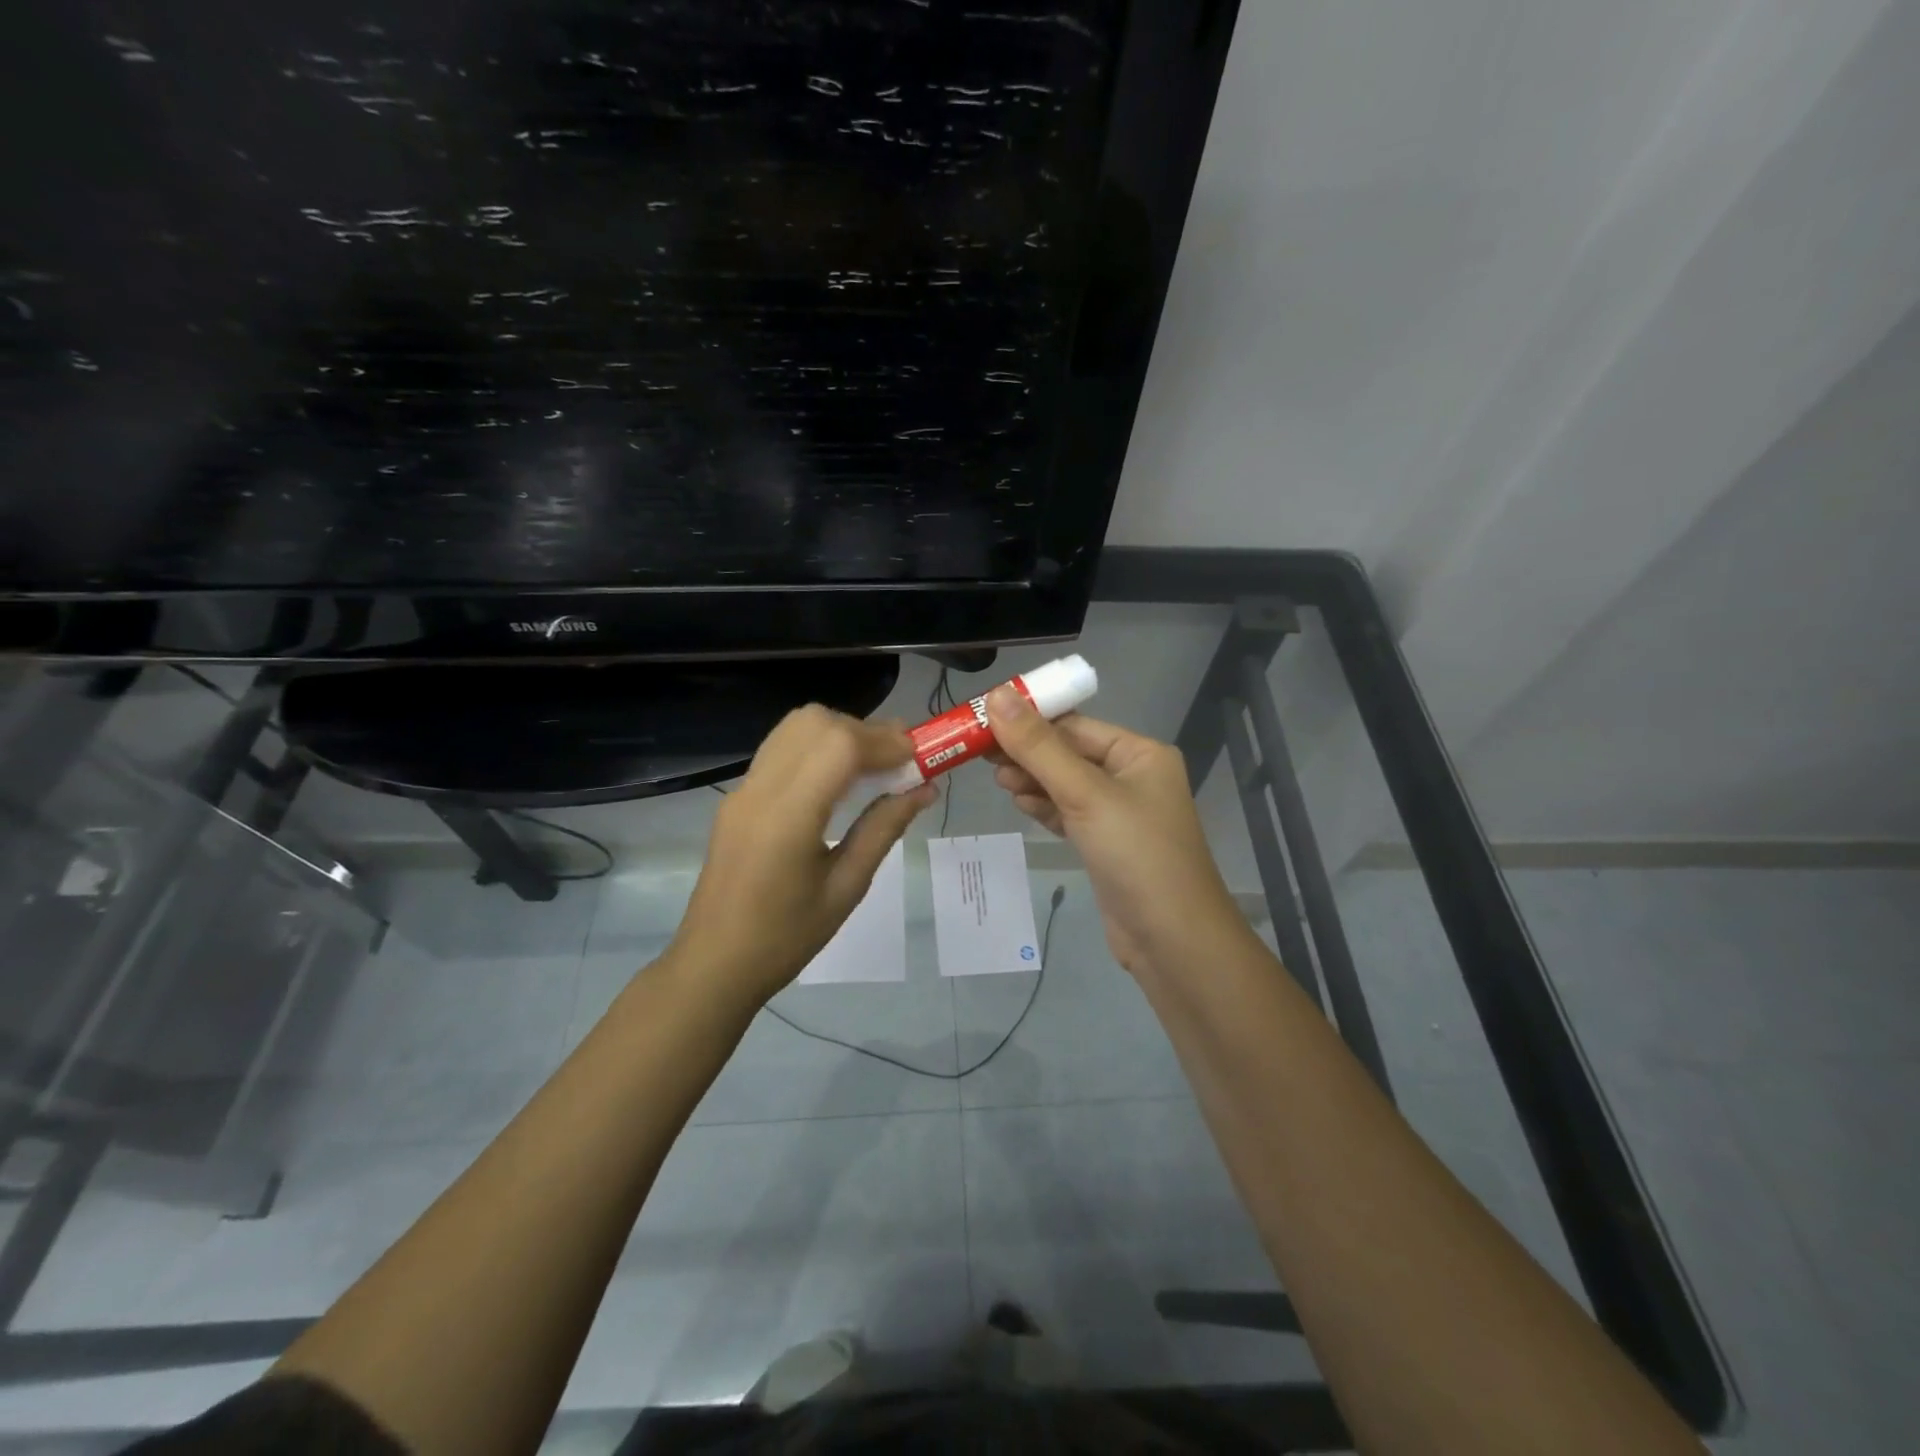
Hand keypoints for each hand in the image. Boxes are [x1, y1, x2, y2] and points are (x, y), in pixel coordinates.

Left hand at [670, 706, 937, 1008]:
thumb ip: (884, 829)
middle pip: (816, 723)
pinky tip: (838, 777)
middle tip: (901, 760)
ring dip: (841, 732)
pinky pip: (781, 747)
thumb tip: (925, 789)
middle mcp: (760, 789)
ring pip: (795, 726)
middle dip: (866, 731)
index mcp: (788, 818)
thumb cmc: (786, 938)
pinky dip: (818, 745)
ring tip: (874, 765)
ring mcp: (743, 789)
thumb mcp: (846, 888)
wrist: (714, 964)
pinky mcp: (738, 796)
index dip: (885, 742)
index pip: (839, 746)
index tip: (920, 757)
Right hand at [986, 687, 1247, 978]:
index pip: (1075, 725)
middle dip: (1027, 753)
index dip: (1029, 719)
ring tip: (998, 781)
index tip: (984, 720)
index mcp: (1139, 754)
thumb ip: (1038, 747)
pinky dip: (1044, 807)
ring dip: (1032, 780)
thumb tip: (997, 696)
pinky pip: (1068, 813)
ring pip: (1065, 785)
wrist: (1172, 940)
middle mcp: (1132, 777)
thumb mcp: (1085, 794)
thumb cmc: (1135, 854)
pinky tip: (1020, 804)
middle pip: (1068, 753)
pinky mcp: (1106, 844)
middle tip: (981, 755)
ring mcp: (1119, 813)